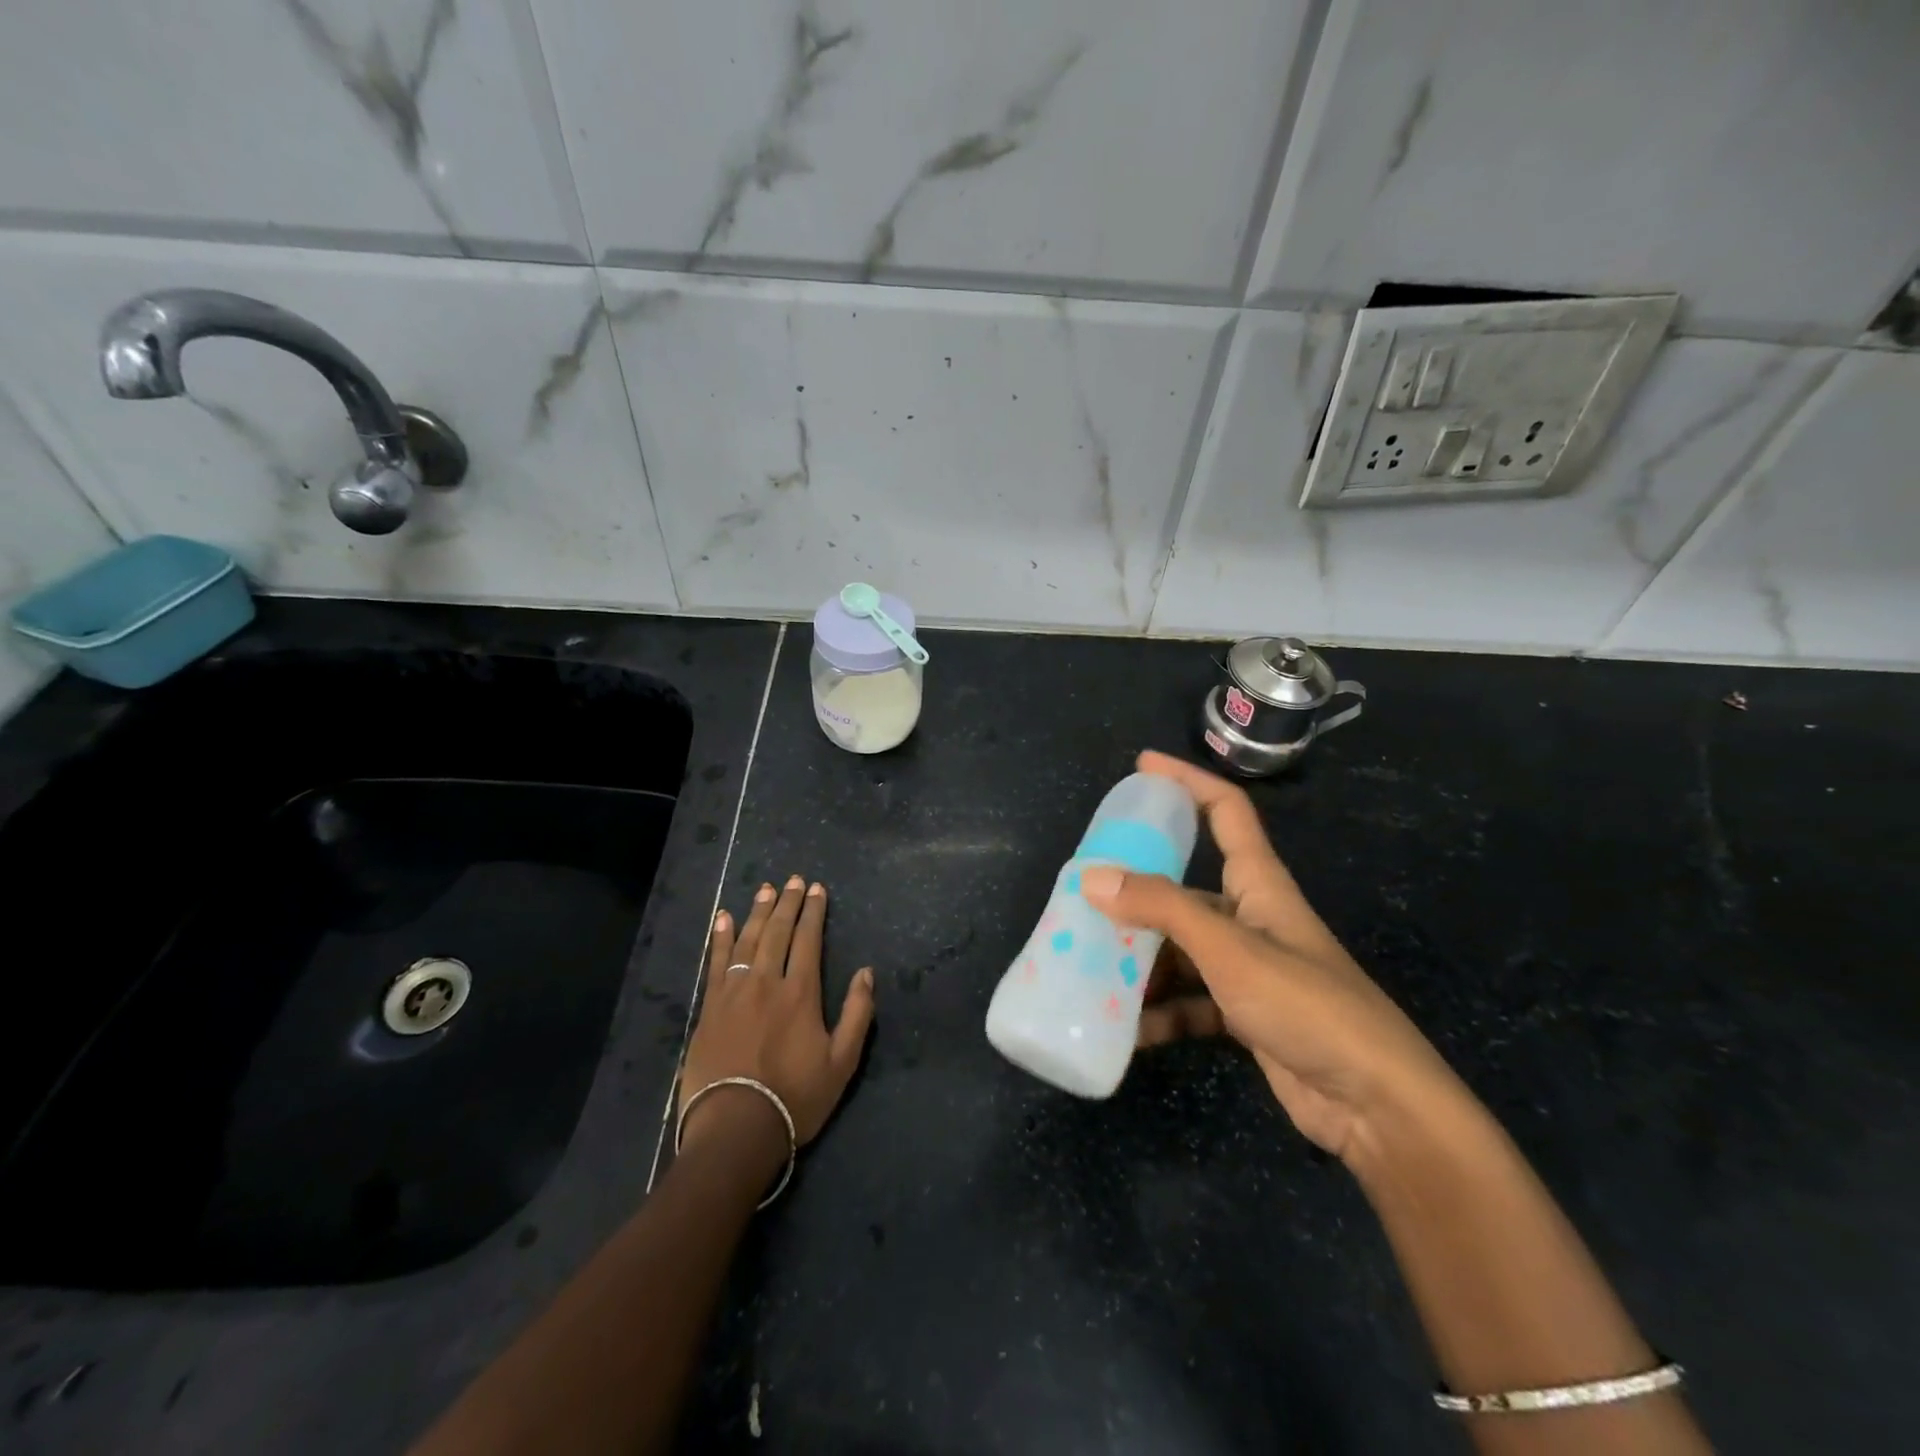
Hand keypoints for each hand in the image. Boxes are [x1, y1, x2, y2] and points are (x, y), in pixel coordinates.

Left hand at [681, 876, 876, 1150]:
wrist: (735, 1128)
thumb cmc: (794, 1098)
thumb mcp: (841, 1063)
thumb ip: (857, 1014)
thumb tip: (867, 973)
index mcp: (801, 992)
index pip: (808, 939)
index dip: (814, 912)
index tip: (817, 889)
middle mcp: (767, 982)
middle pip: (778, 931)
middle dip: (788, 902)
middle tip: (793, 879)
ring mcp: (734, 992)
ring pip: (748, 940)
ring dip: (758, 911)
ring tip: (765, 889)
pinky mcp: (710, 1007)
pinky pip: (716, 962)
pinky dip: (721, 938)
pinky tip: (724, 918)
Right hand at [1084, 752, 1460, 1161]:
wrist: (1378, 1106)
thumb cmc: (1309, 1006)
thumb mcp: (1230, 949)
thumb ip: (1162, 909)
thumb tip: (1093, 876)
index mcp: (1259, 884)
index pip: (1225, 811)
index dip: (1187, 780)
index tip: (1142, 767)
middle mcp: (1251, 918)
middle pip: (1186, 887)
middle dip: (1137, 888)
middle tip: (1084, 890)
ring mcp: (1247, 968)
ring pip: (1180, 948)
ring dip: (1140, 959)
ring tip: (1088, 964)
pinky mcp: (1243, 1014)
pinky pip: (1188, 1001)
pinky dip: (1159, 1013)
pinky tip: (1126, 1030)